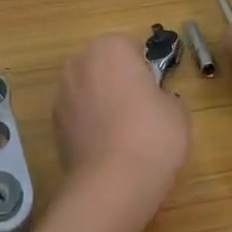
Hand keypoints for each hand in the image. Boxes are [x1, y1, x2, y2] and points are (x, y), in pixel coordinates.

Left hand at [52, 34, 190, 221]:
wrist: (113, 183)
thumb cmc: (153, 136)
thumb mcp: (178, 111)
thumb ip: (165, 96)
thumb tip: (156, 102)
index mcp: (110, 48)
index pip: (130, 48)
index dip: (144, 70)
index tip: (154, 92)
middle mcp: (80, 63)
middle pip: (103, 65)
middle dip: (118, 81)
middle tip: (140, 110)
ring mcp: (62, 93)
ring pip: (88, 89)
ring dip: (100, 102)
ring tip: (122, 133)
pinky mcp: (53, 123)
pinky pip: (77, 115)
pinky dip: (88, 124)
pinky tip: (106, 148)